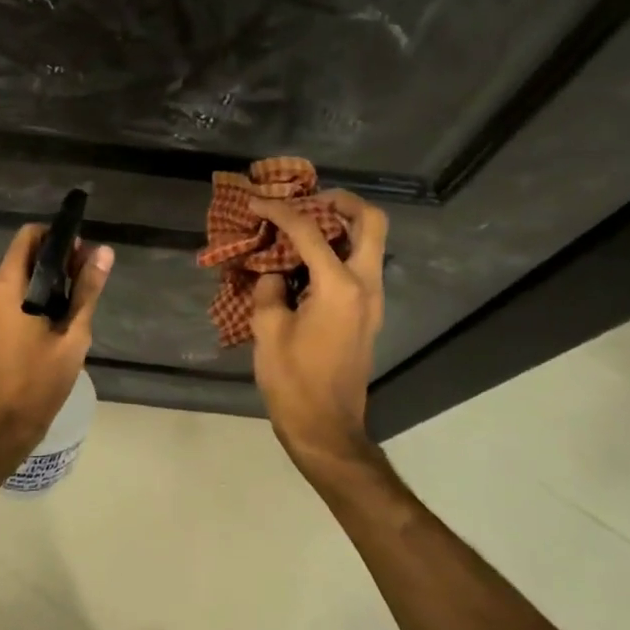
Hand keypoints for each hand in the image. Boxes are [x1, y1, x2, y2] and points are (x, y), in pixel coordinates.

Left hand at [0, 225, 113, 453]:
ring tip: (74, 303)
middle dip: (56, 259)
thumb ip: (87, 290)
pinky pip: (9, 294)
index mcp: (8, 285)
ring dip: (45, 278)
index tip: (82, 255)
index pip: (29, 235)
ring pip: (17, 275)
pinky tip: (53, 319)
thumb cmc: (38, 381)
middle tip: (85, 281)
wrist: (0, 426)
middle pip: (24, 254)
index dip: (57, 237)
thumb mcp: (73, 336)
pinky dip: (31, 294)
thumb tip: (103, 252)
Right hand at [247, 190, 388, 470]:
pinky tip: (304, 261)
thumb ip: (270, 289)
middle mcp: (365, 285)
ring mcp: (372, 301)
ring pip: (369, 243)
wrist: (326, 429)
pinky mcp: (367, 315)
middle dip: (340, 202)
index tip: (257, 202)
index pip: (309, 232)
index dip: (280, 211)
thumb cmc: (293, 381)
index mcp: (339, 287)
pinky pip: (359, 266)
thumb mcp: (268, 330)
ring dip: (341, 226)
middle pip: (370, 222)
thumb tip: (276, 274)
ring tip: (302, 227)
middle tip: (308, 200)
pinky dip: (338, 251)